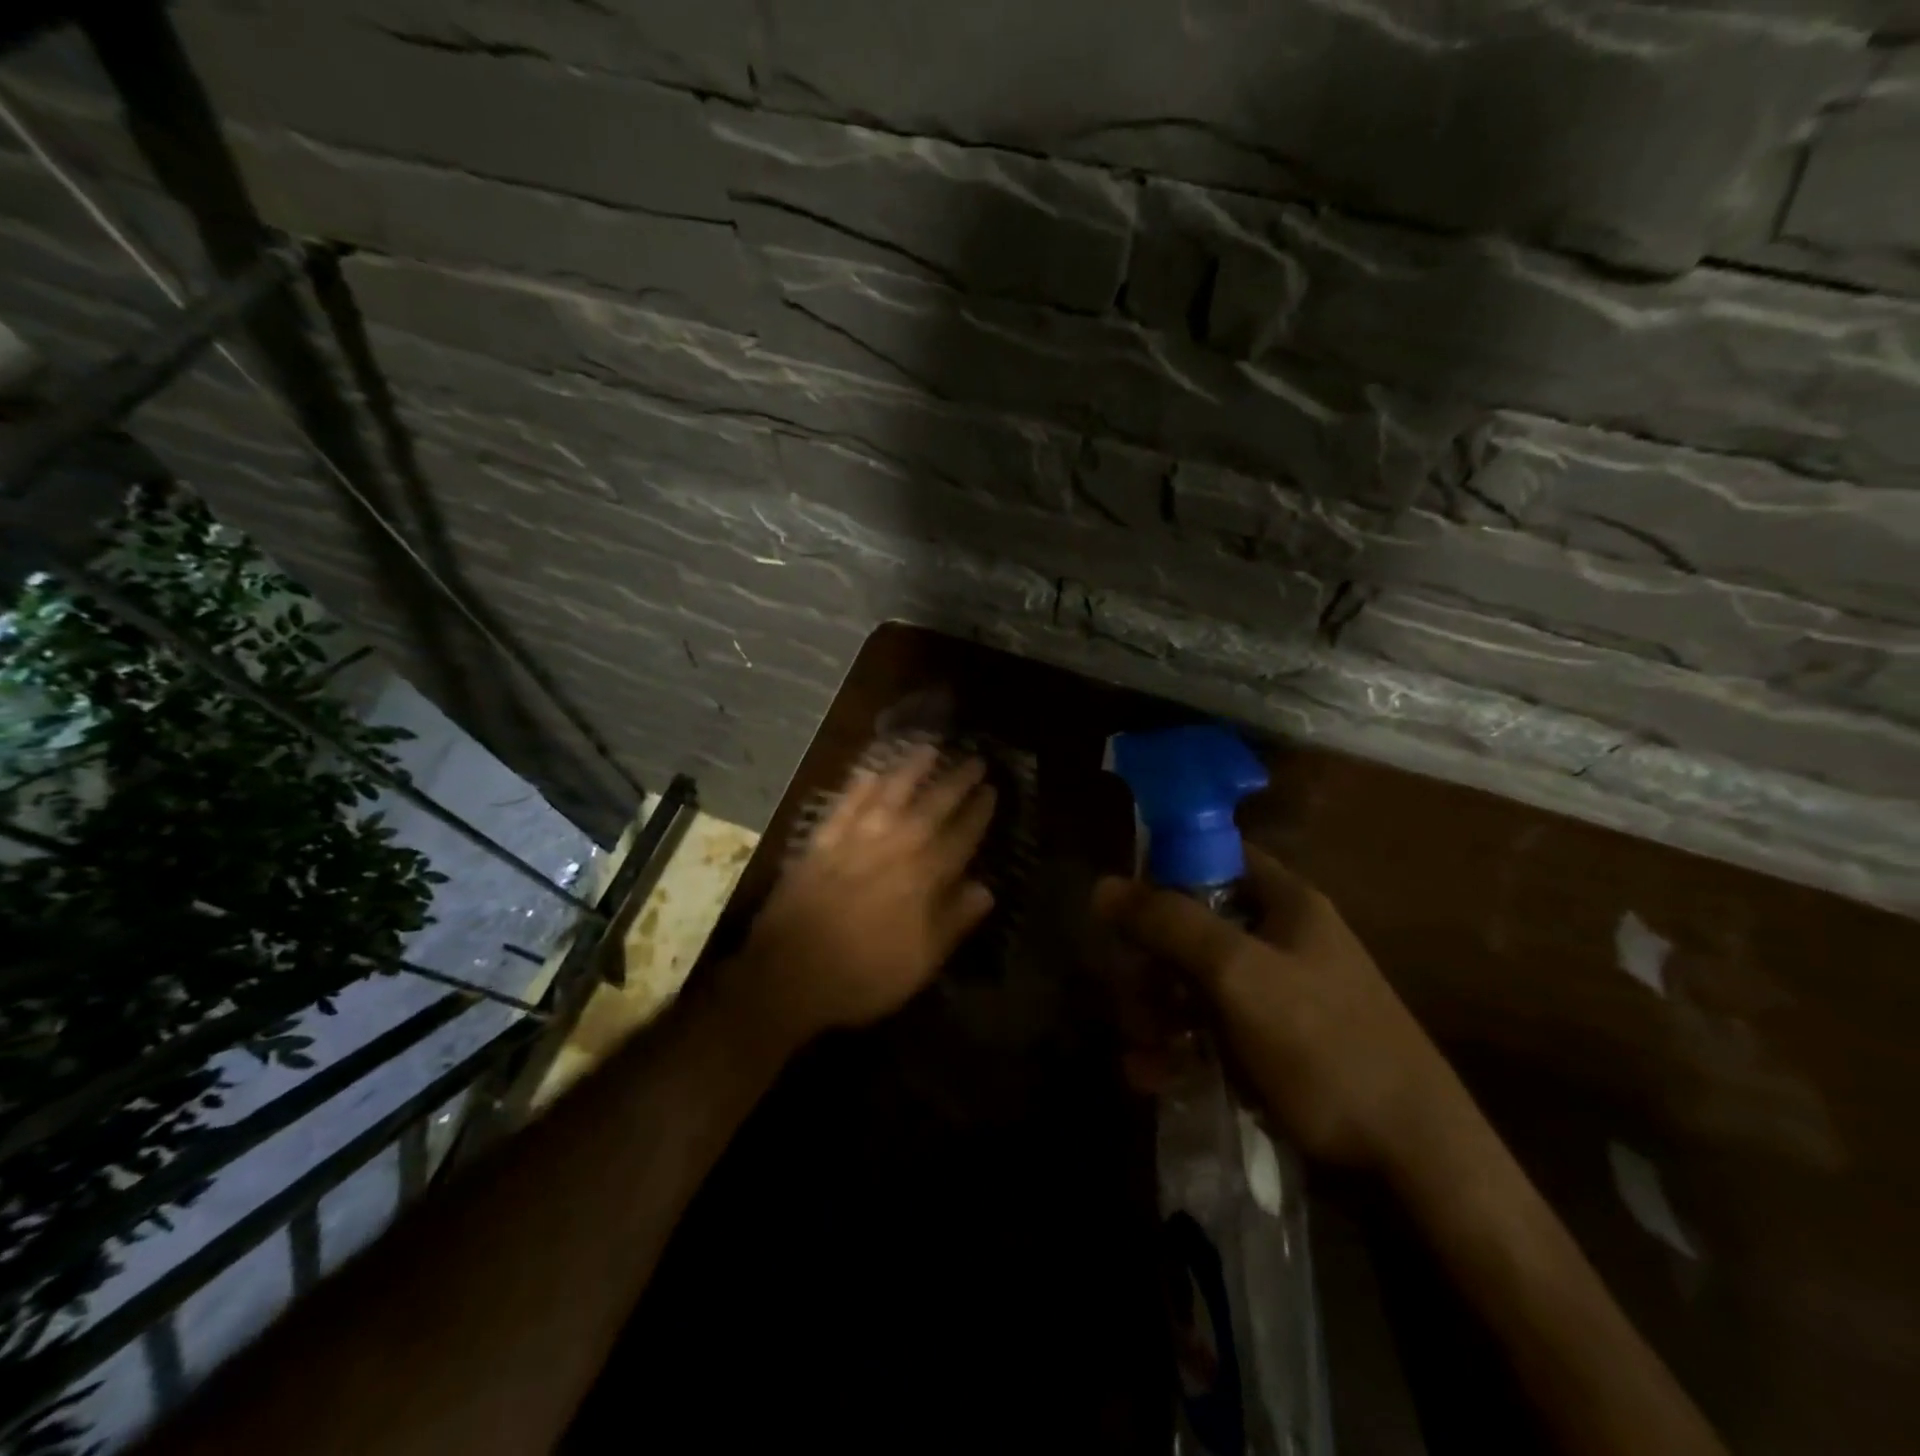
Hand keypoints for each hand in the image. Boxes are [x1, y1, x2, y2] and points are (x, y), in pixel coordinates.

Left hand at [735, 744, 996, 1049]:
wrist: (789, 975)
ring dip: (911, 768)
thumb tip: (986, 888)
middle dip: (956, 781)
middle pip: (932, 805)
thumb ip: (955, 921)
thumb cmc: (864, 976)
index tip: (992, 791)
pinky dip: (860, 784)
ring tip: (929, 747)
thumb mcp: (922, 962)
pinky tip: (870, 769)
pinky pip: (845, 803)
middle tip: (974, 759)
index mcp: (924, 878)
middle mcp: (894, 847)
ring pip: (890, 793)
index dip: (979, 812)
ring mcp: (855, 840)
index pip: (961, 836)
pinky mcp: (822, 841)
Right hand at [1093, 844, 1464, 1173]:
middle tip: (1131, 1000)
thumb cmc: (1326, 1046)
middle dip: (1150, 963)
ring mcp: (1275, 995)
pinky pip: (1207, 1028)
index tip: (1125, 906)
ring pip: (1192, 982)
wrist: (1414, 1160)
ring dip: (1156, 1012)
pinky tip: (1152, 1075)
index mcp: (1285, 903)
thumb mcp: (1240, 975)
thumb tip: (1103, 886)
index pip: (1215, 855)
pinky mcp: (1269, 1045)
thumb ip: (1170, 924)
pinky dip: (1177, 1046)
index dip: (1165, 870)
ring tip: (1141, 1052)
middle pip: (1192, 926)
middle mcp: (1279, 940)